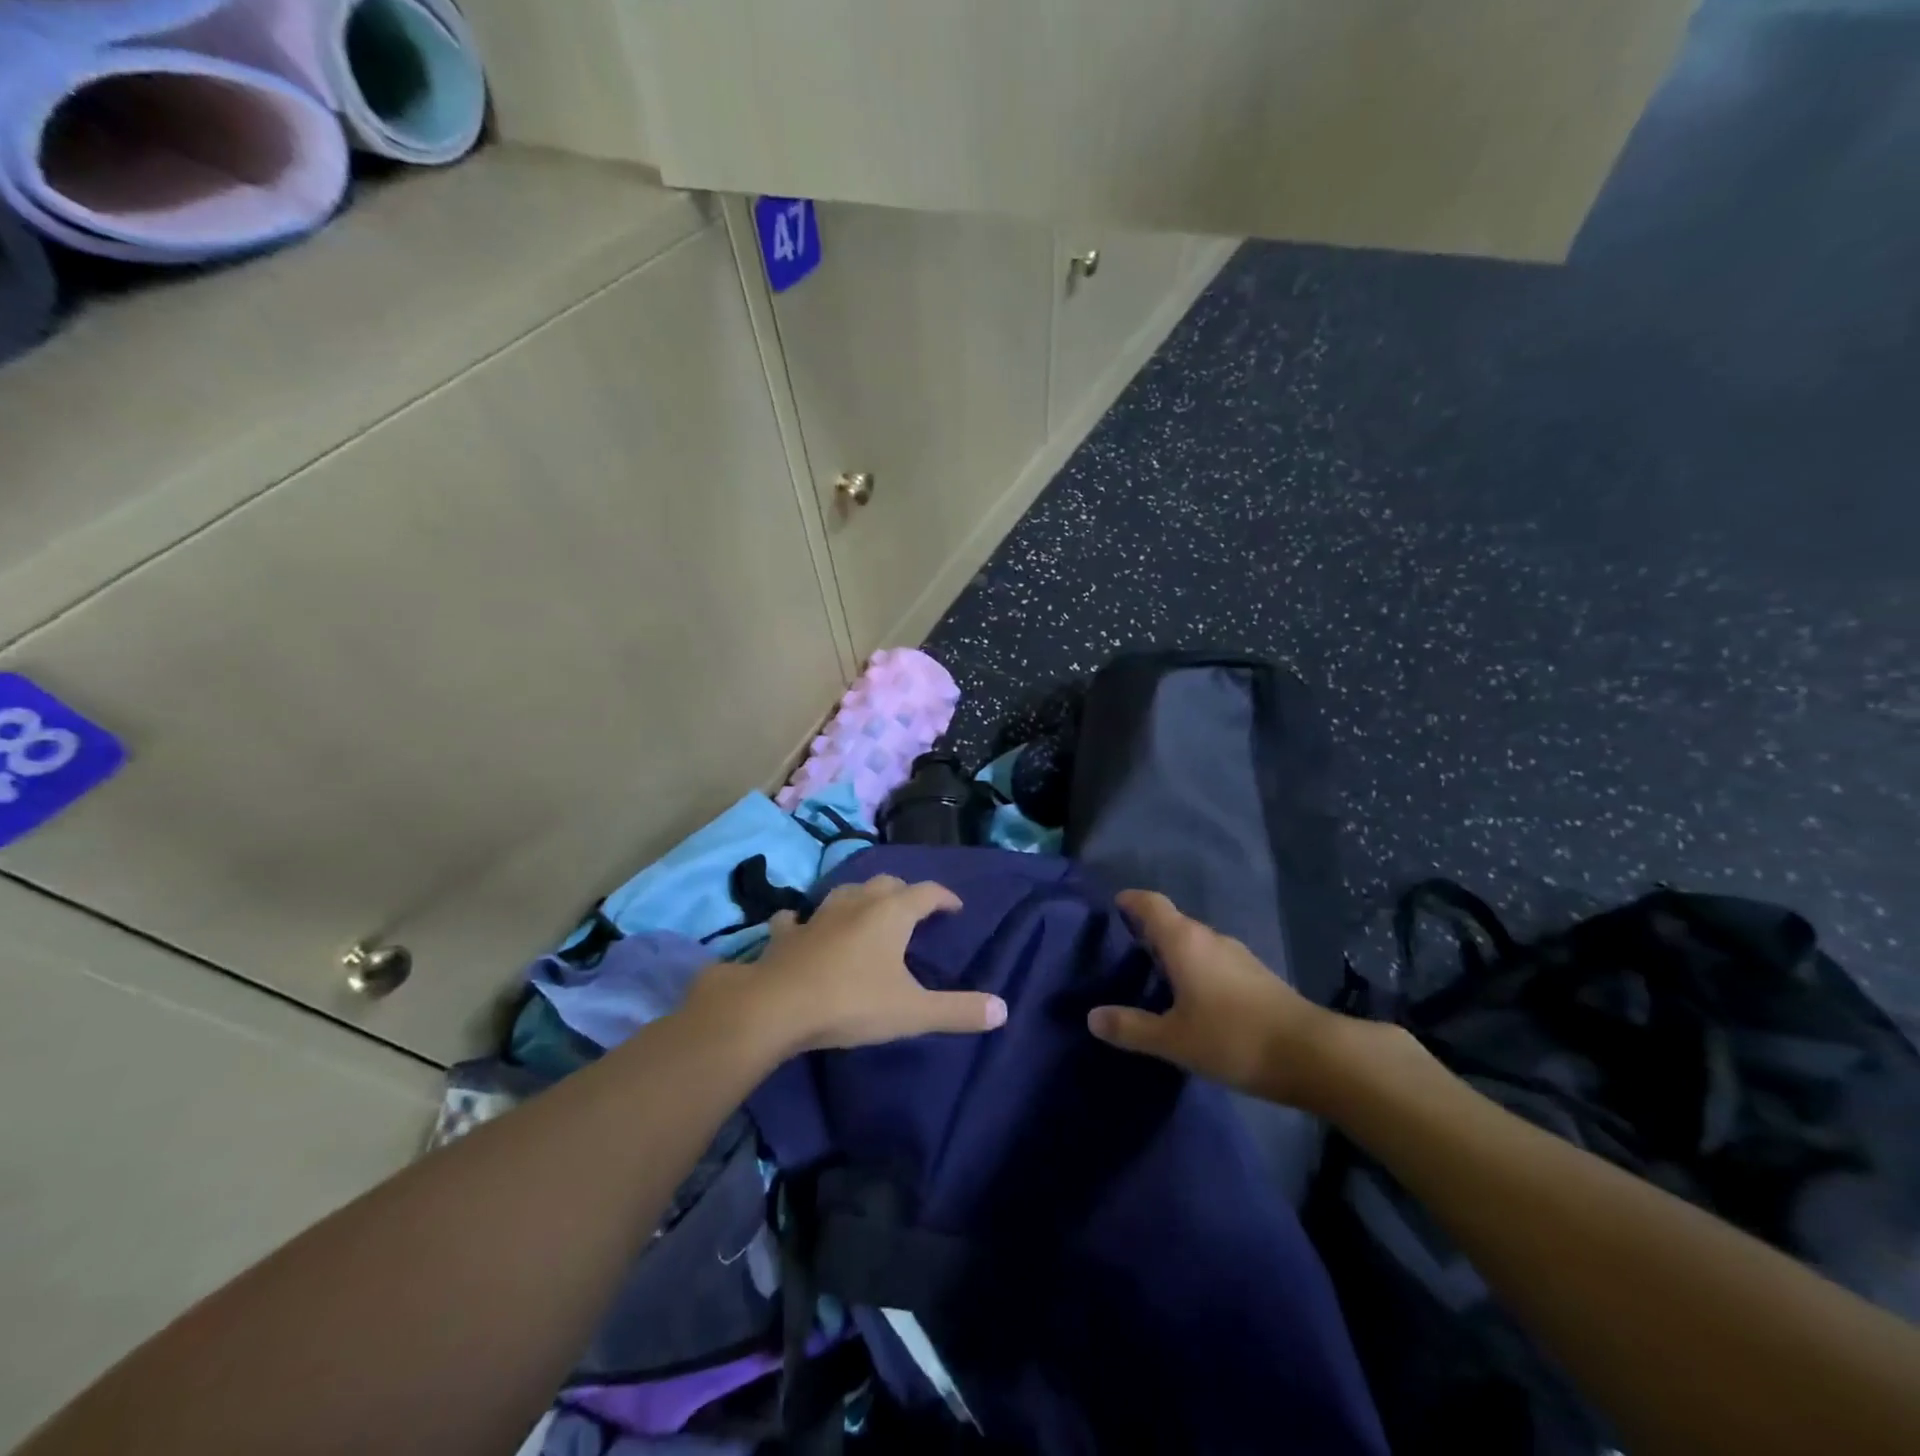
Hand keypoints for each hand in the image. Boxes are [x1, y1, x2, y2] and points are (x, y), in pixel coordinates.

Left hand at [686, 875, 1006, 1057]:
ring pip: (846, 892)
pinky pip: (796, 918)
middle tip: (915, 911)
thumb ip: (958, 1011)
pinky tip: (800, 924)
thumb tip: (1003, 1010)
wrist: (778, 1007)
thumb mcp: (913, 1012)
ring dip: (860, 898)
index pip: (927, 893)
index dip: (944, 898)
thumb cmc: (852, 1003)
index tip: (955, 908)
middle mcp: (857, 903)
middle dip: (905, 893)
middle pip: (887, 884)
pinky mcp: (786, 934)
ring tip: (868, 912)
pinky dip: (803, 919)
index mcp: (891, 913)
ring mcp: (818, 915)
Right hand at [1088, 890, 1350, 1109]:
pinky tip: (1192, 997)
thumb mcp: (1173, 1040)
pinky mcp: (1256, 975)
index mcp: (1185, 941)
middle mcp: (1210, 938)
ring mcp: (1237, 956)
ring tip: (1154, 975)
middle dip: (1148, 930)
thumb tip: (1092, 1017)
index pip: (1152, 904)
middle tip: (1124, 949)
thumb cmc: (1232, 1038)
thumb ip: (1131, 1027)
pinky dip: (1196, 968)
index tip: (1114, 905)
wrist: (1311, 1055)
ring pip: (1196, 942)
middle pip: (1173, 922)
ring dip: (1174, 951)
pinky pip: (1214, 960)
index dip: (1131, 900)